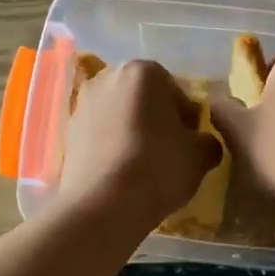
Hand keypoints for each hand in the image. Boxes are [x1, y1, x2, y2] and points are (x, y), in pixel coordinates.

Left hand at [61, 60, 222, 229]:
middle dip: (156, 119)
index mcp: (143, 71)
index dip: (187, 117)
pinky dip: (112, 146)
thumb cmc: (159, 167)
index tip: (191, 141)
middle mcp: (107, 78)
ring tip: (144, 164)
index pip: (175, 90)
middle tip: (170, 151)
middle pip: (143, 98)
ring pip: (119, 115)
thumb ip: (207, 141)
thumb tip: (202, 143)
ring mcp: (82, 104)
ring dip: (132, 132)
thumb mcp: (200, 155)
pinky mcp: (67, 132)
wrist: (104, 204)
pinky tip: (122, 172)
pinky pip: (100, 134)